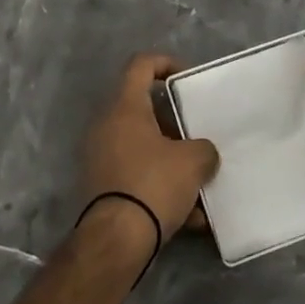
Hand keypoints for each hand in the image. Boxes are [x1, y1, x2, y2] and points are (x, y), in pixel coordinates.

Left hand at [81, 53, 220, 253]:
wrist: (116, 240)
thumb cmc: (153, 184)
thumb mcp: (193, 162)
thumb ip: (203, 149)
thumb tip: (202, 154)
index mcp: (125, 108)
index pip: (140, 65)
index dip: (165, 63)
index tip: (187, 79)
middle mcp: (107, 126)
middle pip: (145, 111)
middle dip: (176, 124)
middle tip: (198, 137)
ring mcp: (101, 158)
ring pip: (144, 148)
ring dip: (172, 161)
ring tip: (201, 184)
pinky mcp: (102, 187)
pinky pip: (138, 177)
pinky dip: (161, 189)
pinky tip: (190, 217)